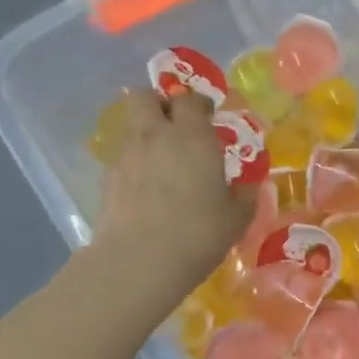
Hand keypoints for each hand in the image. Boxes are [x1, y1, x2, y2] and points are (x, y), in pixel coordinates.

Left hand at [90, 90, 255, 316]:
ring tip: (162, 161)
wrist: (139, 262)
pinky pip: (123, 157)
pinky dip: (135, 163)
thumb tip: (250, 185)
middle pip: (146, 97)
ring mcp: (128, 155)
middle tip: (176, 125)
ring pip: (132, 126)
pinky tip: (146, 190)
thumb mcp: (236, 218)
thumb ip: (245, 195)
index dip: (198, 104)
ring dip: (146, 133)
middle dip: (160, 103)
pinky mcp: (108, 179)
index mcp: (193, 137)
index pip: (190, 99)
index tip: (208, 117)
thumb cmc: (198, 234)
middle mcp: (157, 136)